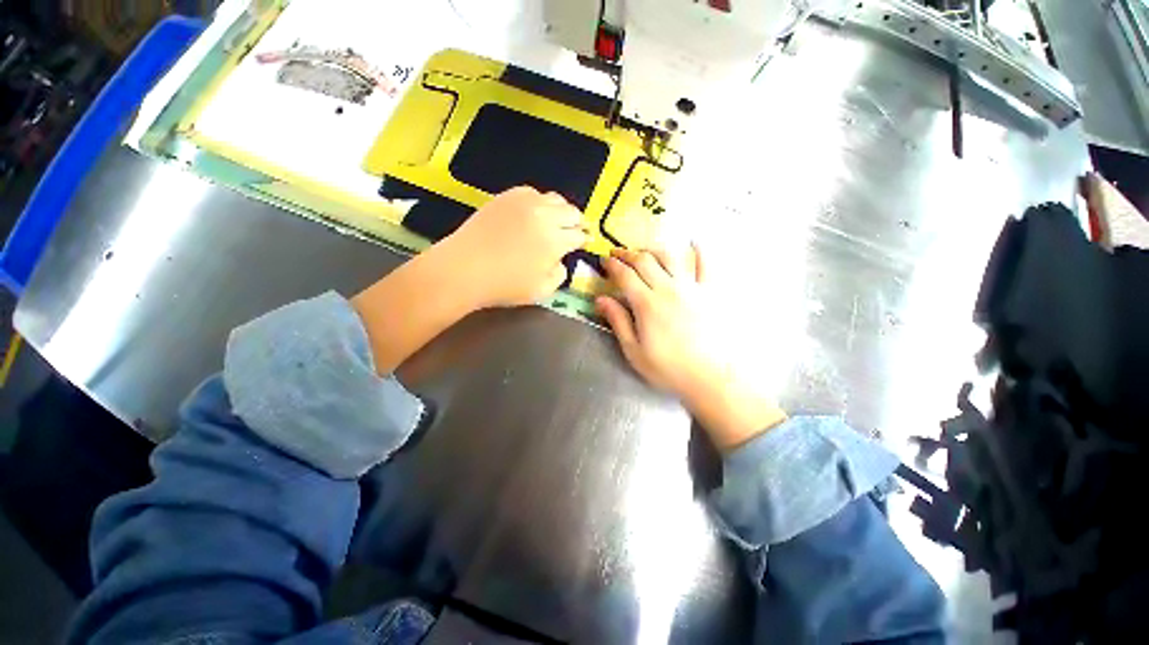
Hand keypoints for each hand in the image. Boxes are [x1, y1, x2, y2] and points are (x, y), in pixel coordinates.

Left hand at [352, 187, 586, 374]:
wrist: (464, 268)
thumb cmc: (504, 286)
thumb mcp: (541, 291)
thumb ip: (559, 275)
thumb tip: (561, 261)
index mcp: (556, 240)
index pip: (579, 234)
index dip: (585, 238)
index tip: (586, 241)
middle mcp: (545, 216)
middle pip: (571, 212)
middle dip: (578, 221)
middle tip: (577, 229)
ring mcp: (525, 203)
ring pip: (554, 198)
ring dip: (562, 209)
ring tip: (559, 219)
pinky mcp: (507, 197)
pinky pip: (532, 192)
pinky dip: (541, 201)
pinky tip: (536, 211)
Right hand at [596, 245, 786, 451]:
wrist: (711, 377)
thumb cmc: (668, 368)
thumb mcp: (634, 351)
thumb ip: (618, 322)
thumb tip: (601, 299)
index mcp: (647, 303)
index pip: (625, 275)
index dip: (612, 265)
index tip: (604, 260)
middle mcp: (668, 288)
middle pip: (645, 261)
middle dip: (628, 254)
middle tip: (617, 253)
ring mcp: (691, 287)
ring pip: (670, 257)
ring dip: (654, 250)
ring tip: (644, 252)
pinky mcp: (710, 292)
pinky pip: (706, 264)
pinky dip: (700, 250)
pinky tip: (693, 243)